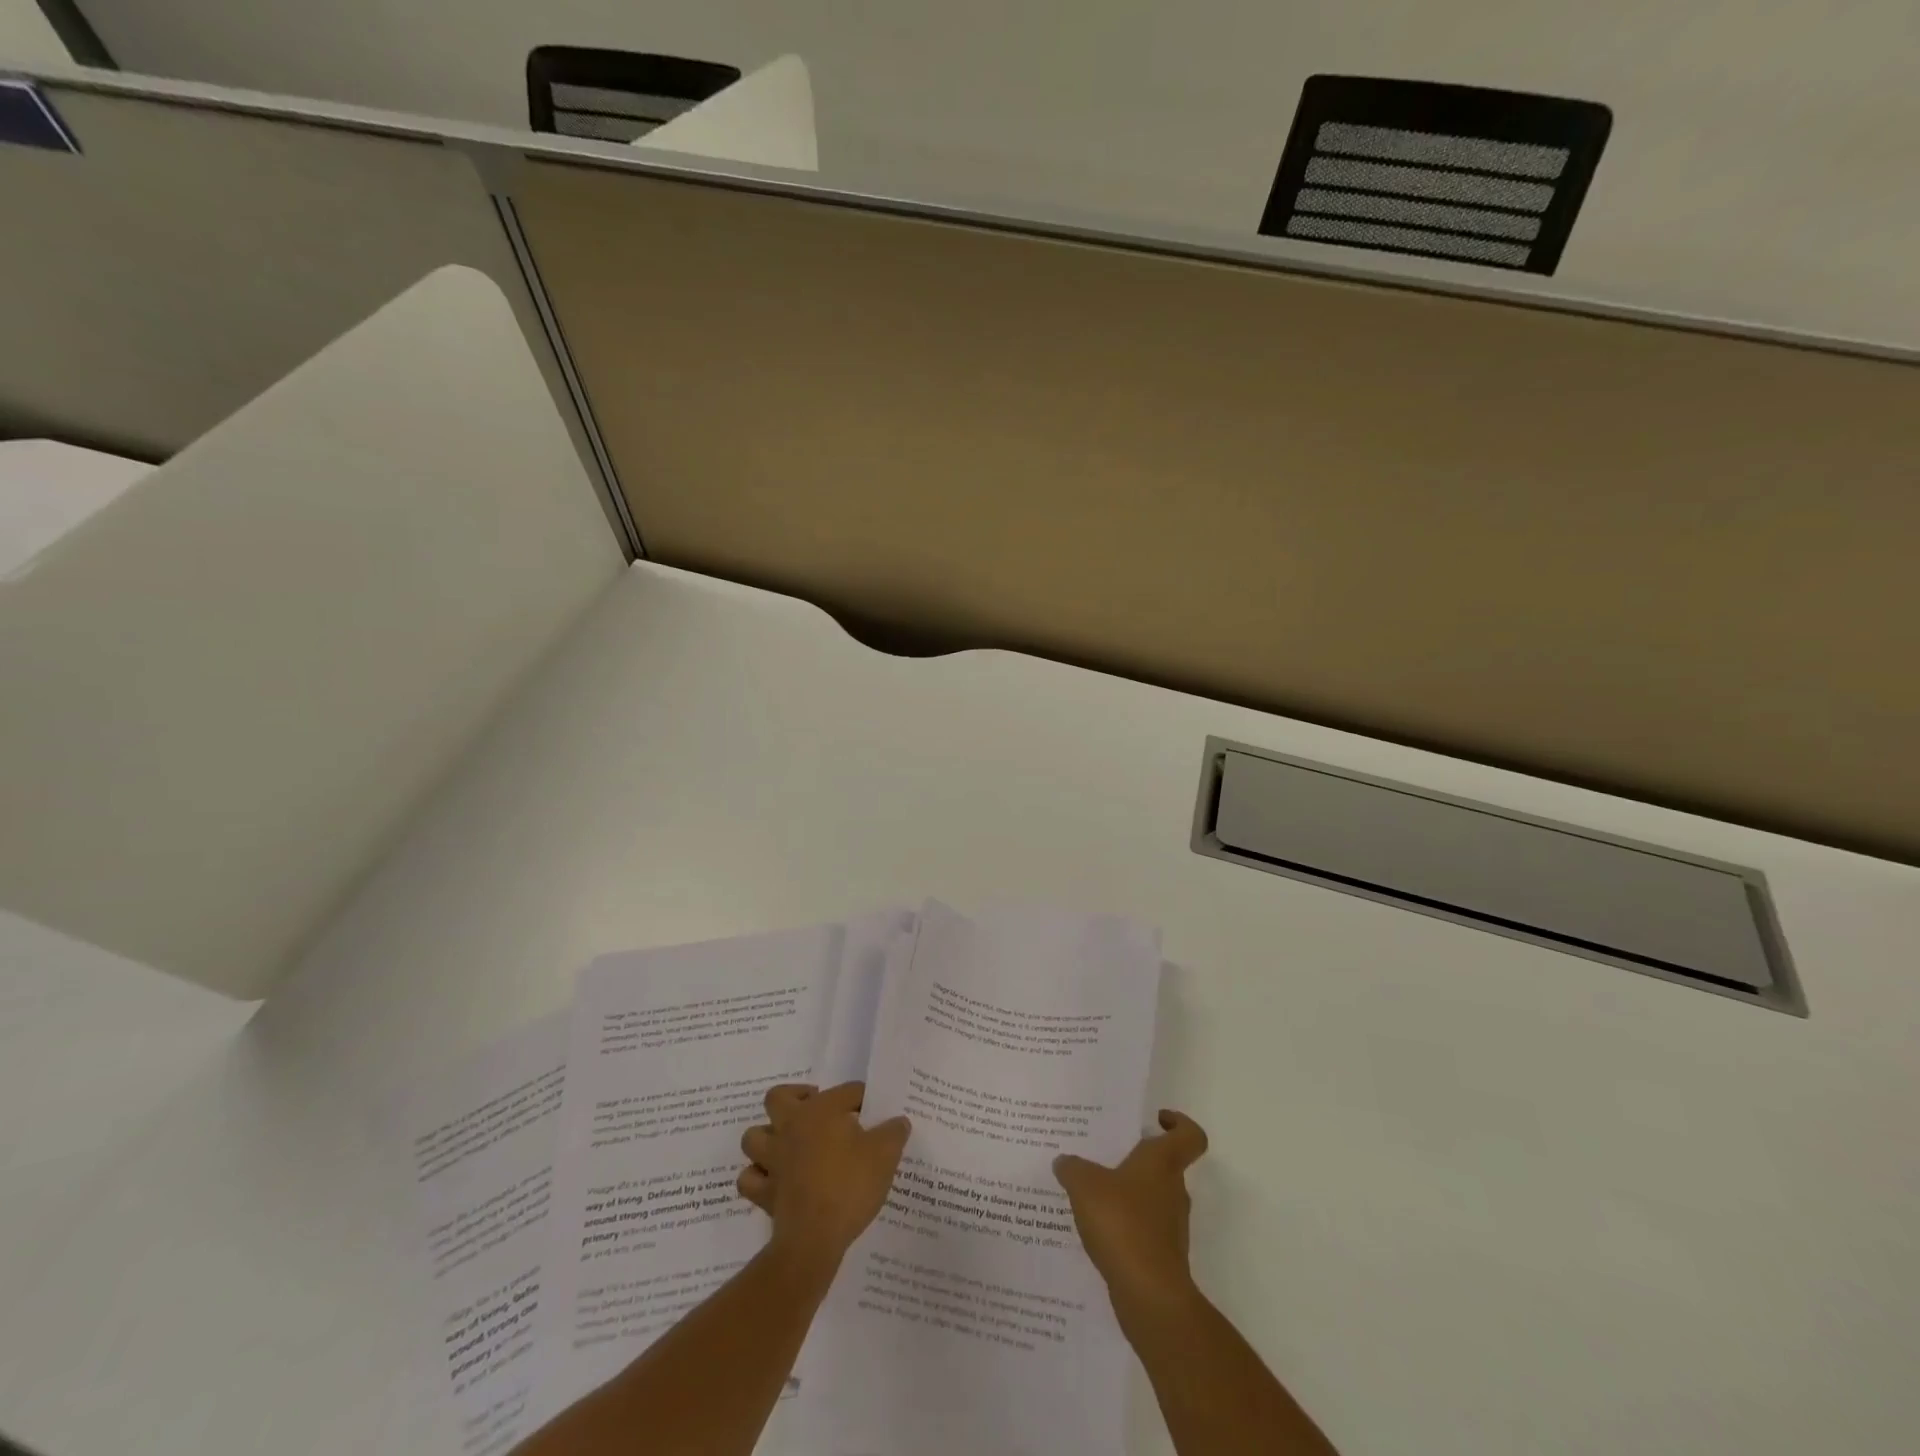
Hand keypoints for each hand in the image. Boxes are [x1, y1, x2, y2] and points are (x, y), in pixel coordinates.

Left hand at [738, 1082, 910, 1272]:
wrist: (814, 1238)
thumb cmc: (850, 1186)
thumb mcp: (885, 1155)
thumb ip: (893, 1132)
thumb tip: (898, 1121)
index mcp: (821, 1110)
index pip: (847, 1091)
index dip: (862, 1099)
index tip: (874, 1114)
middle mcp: (791, 1126)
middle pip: (778, 1098)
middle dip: (794, 1099)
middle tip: (815, 1112)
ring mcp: (772, 1159)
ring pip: (754, 1136)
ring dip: (768, 1138)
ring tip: (790, 1145)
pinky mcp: (763, 1192)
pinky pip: (749, 1179)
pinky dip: (758, 1177)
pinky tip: (774, 1181)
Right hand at [1054, 1109, 1208, 1317]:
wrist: (1149, 1295)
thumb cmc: (1123, 1224)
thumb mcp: (1085, 1185)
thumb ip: (1073, 1168)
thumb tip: (1064, 1161)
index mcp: (1162, 1163)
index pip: (1189, 1135)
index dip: (1179, 1123)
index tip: (1156, 1119)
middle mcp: (1173, 1190)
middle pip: (1164, 1165)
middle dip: (1137, 1159)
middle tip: (1104, 1154)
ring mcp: (1171, 1226)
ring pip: (1151, 1198)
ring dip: (1128, 1194)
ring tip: (1091, 1192)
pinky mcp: (1161, 1256)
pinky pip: (1142, 1229)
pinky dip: (1124, 1226)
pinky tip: (1095, 1229)